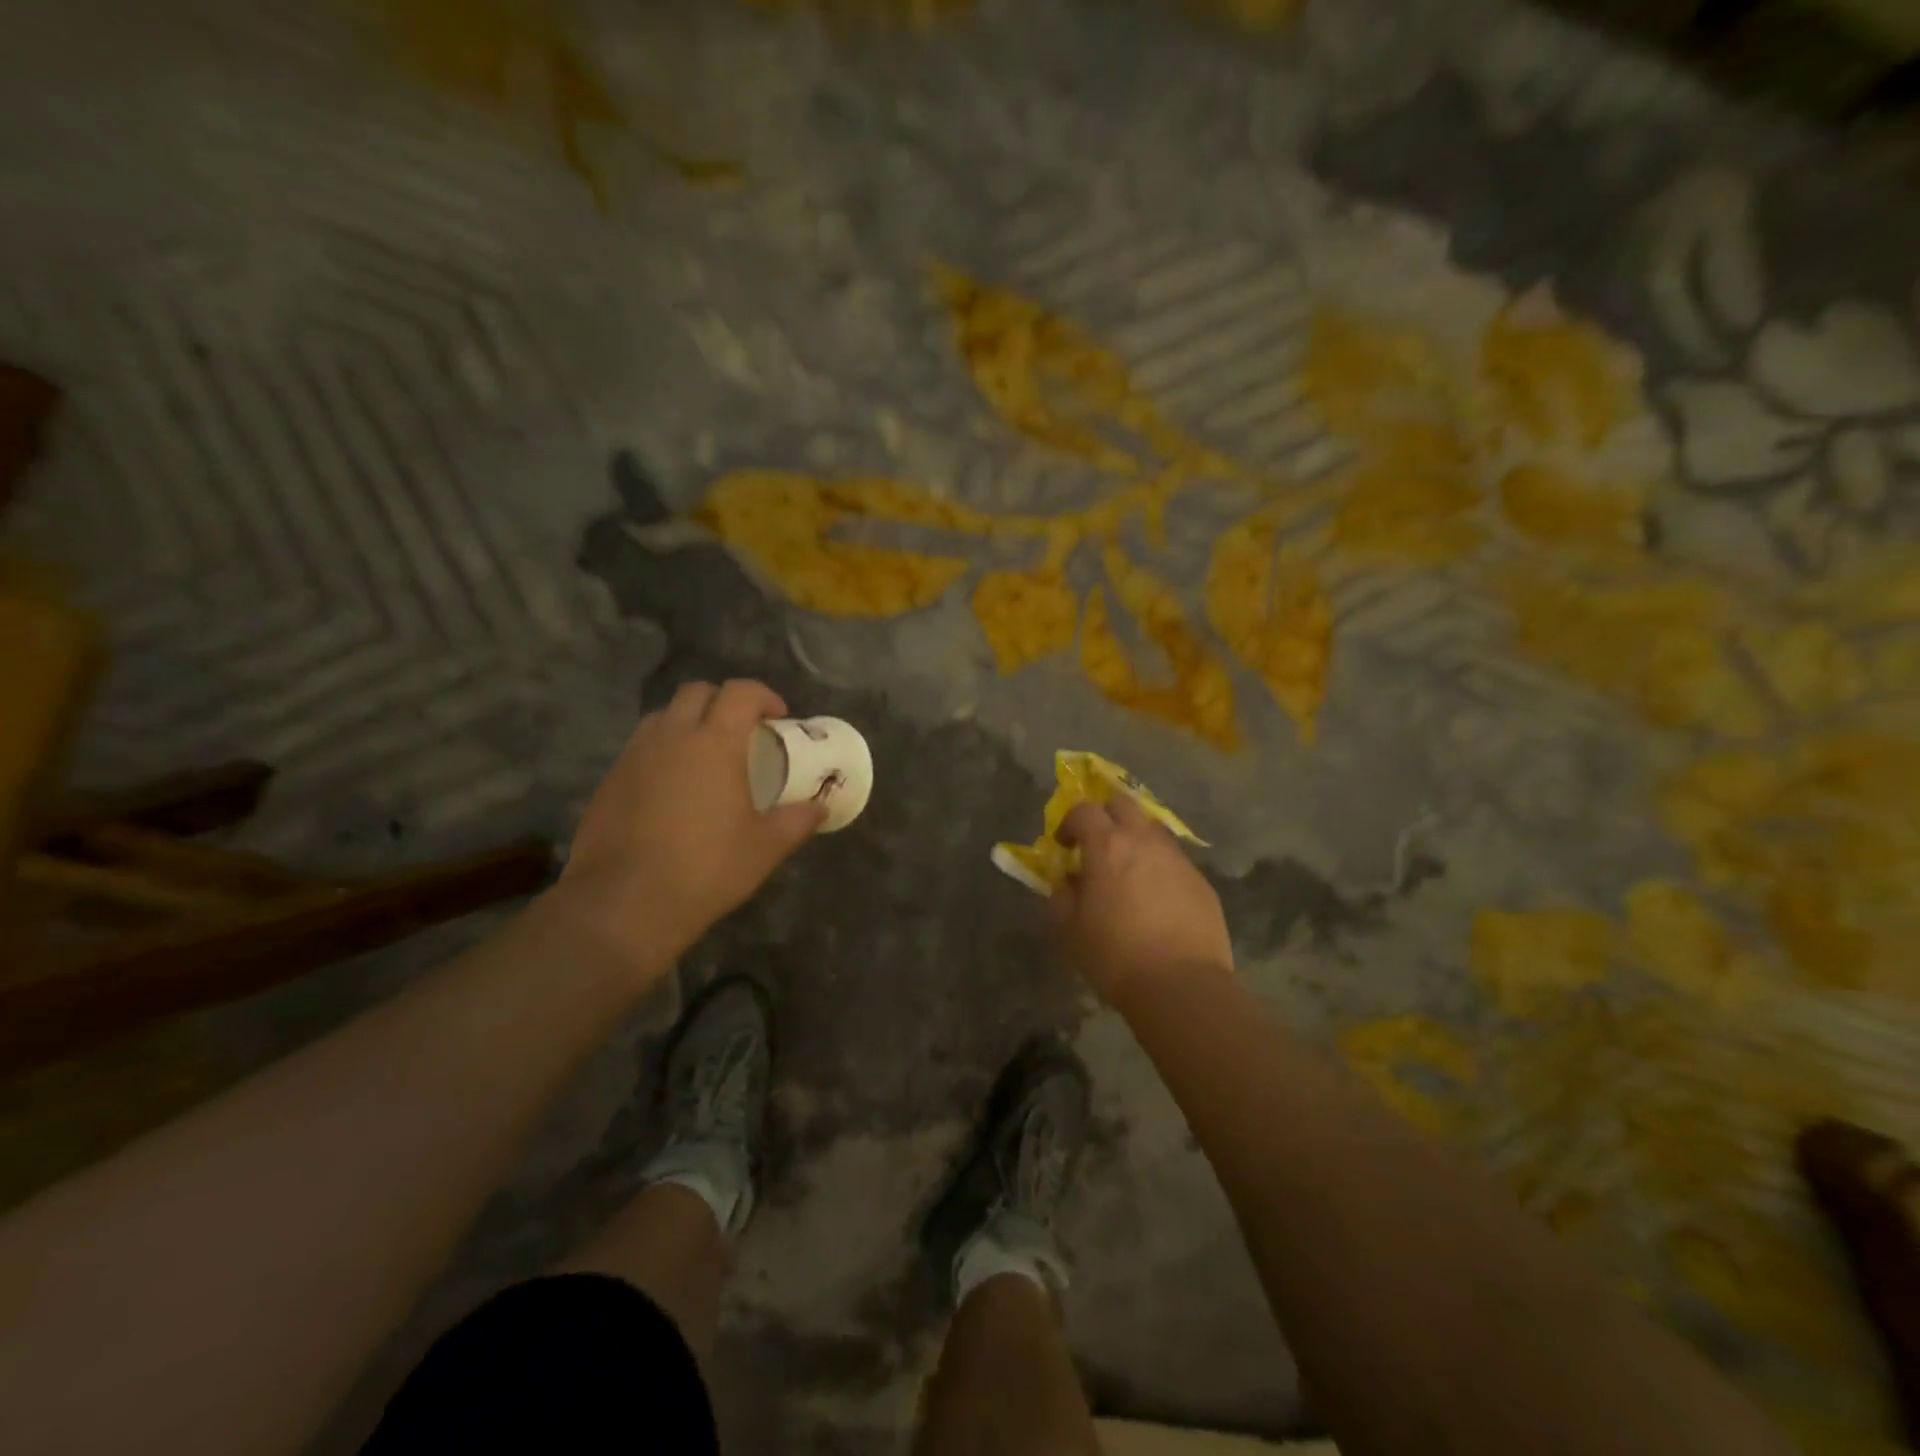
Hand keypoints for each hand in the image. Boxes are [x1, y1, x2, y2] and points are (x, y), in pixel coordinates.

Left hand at [561, 679, 824, 974]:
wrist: (623, 904)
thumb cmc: (706, 869)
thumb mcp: (765, 848)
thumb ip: (797, 821)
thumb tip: (820, 807)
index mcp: (714, 743)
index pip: (740, 692)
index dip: (763, 696)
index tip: (778, 717)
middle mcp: (671, 736)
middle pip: (697, 692)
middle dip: (723, 701)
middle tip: (742, 732)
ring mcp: (634, 756)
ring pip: (663, 716)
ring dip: (688, 722)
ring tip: (704, 756)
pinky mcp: (609, 780)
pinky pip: (640, 747)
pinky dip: (662, 751)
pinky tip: (672, 788)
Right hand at [1050, 795, 1233, 1002]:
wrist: (1182, 986)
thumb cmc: (1115, 956)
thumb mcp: (1070, 930)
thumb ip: (1061, 897)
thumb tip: (1066, 882)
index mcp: (1107, 846)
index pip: (1083, 810)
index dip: (1069, 822)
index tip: (1064, 845)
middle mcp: (1144, 841)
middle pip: (1123, 804)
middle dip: (1106, 817)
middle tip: (1097, 845)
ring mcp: (1178, 859)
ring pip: (1153, 830)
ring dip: (1135, 840)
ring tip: (1128, 873)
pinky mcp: (1201, 881)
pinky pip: (1174, 861)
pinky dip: (1159, 868)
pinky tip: (1156, 900)